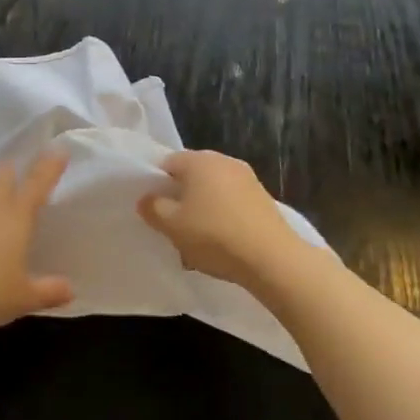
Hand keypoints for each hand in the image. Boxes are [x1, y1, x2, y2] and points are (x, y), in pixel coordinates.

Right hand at [138, 150, 309, 290]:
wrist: (273, 259)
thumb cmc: (214, 236)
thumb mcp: (172, 226)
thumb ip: (153, 208)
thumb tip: (147, 198)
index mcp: (199, 160)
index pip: (167, 163)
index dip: (156, 184)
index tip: (154, 208)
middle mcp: (224, 160)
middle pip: (192, 175)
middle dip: (181, 196)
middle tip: (173, 223)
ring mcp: (247, 178)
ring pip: (213, 189)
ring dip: (202, 207)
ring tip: (197, 236)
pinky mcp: (263, 198)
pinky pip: (232, 201)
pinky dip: (223, 215)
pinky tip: (221, 239)